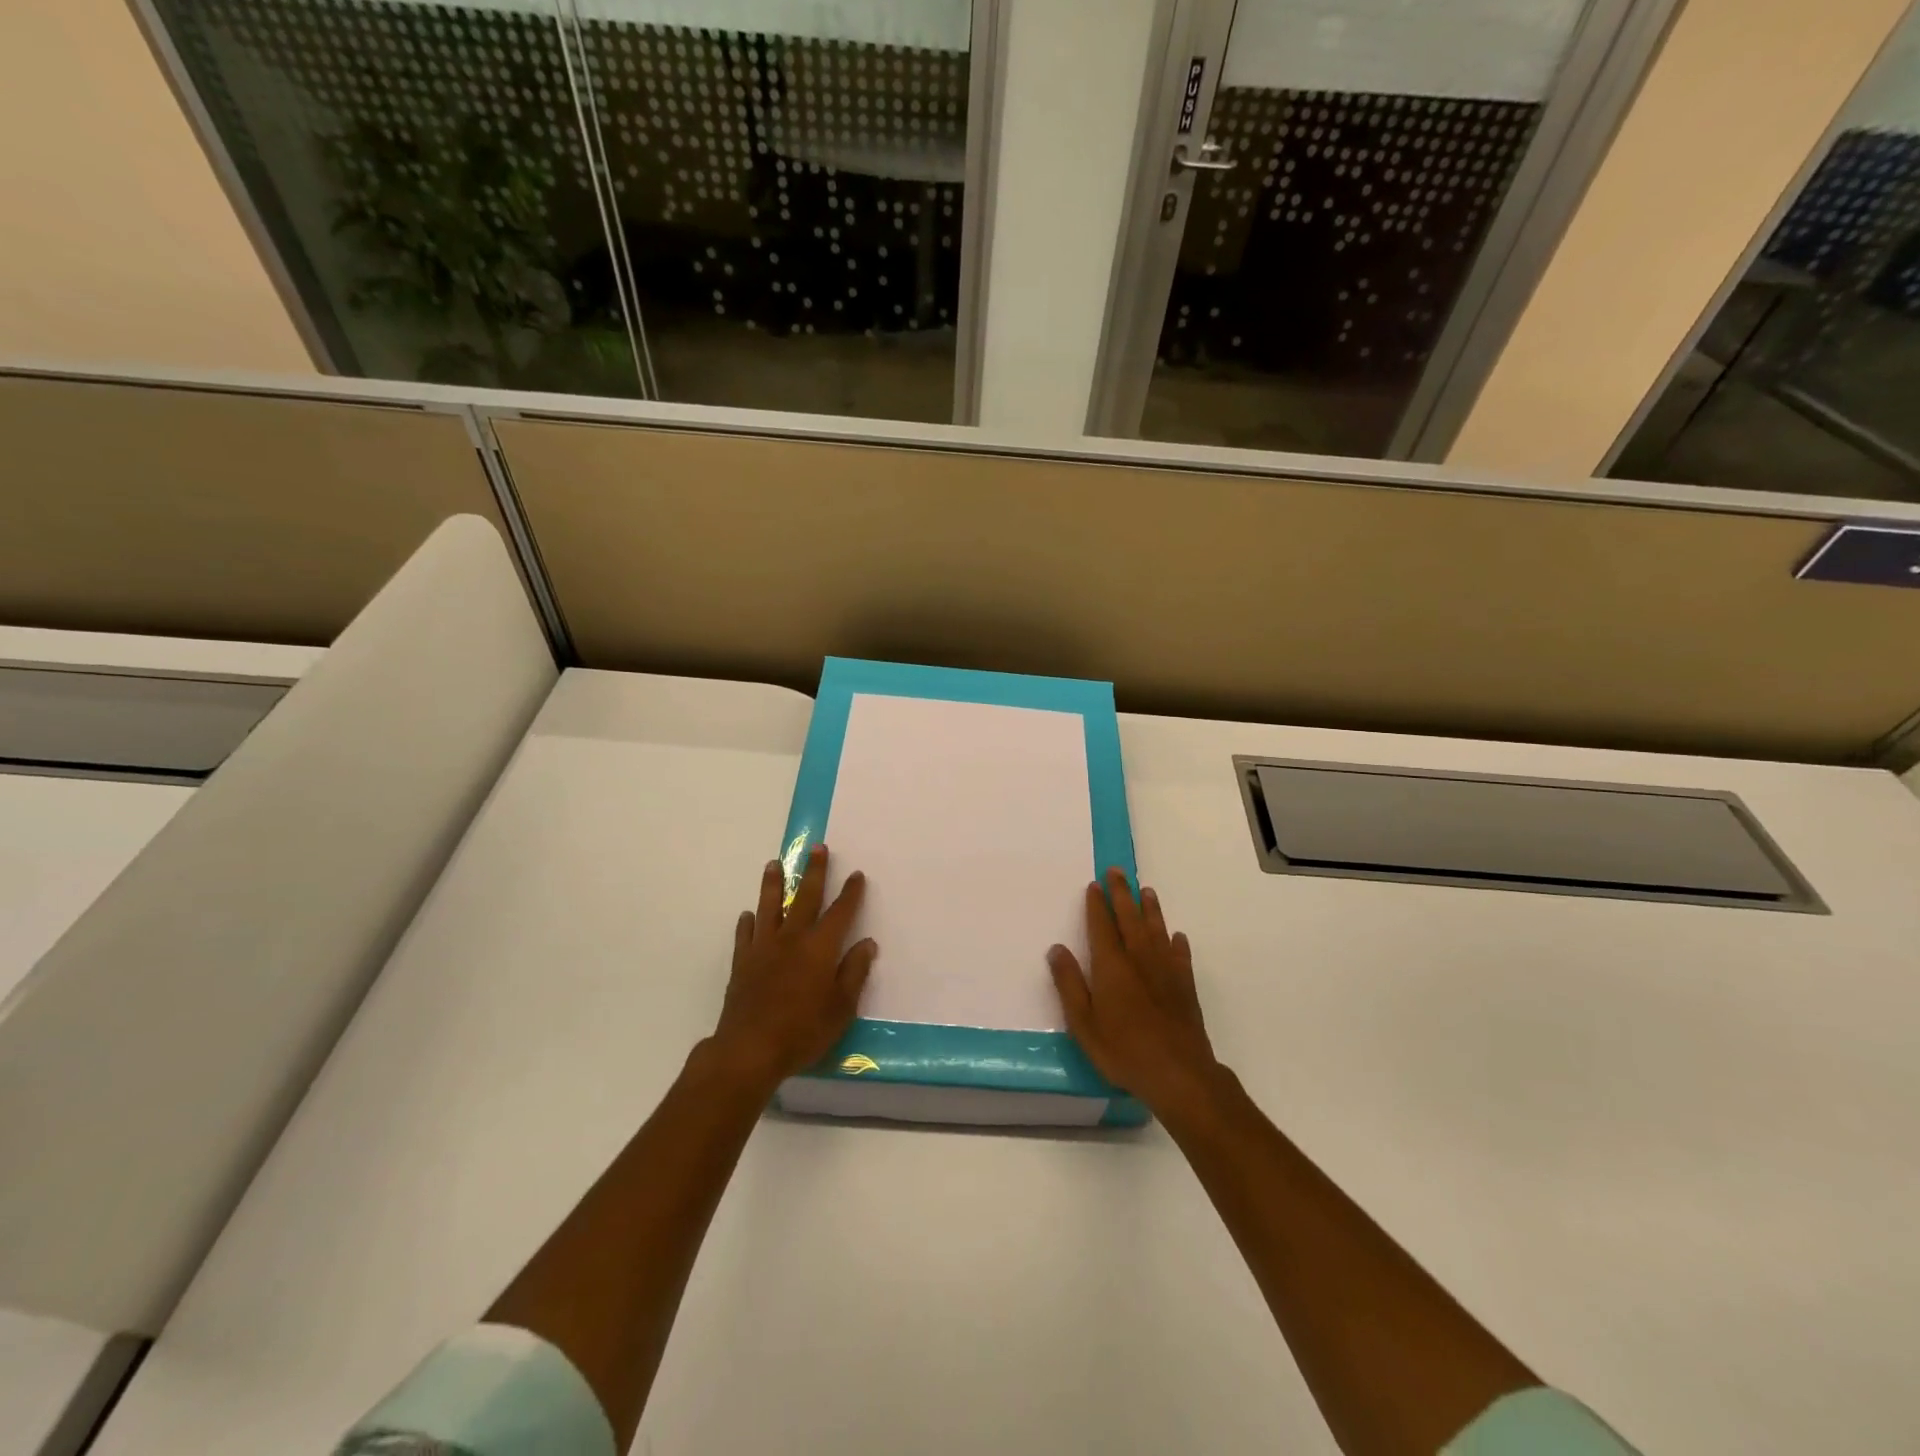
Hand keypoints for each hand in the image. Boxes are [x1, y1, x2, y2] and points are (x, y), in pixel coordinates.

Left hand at [709, 843, 875, 1093]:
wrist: (749, 1050)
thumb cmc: (803, 1031)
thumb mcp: (841, 1008)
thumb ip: (854, 973)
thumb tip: (867, 943)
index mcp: (820, 948)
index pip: (840, 912)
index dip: (850, 893)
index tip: (857, 874)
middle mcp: (792, 939)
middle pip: (805, 898)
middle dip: (814, 872)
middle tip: (817, 848)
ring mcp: (764, 948)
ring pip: (770, 907)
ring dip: (774, 884)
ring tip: (773, 864)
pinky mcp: (742, 963)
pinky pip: (745, 935)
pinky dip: (748, 923)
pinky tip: (748, 915)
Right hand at [1047, 867, 1219, 1115]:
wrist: (1179, 1074)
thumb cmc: (1123, 1050)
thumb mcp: (1084, 1023)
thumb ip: (1070, 984)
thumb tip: (1057, 948)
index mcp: (1111, 966)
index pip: (1102, 926)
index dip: (1097, 904)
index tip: (1094, 884)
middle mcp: (1139, 959)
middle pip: (1129, 919)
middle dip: (1122, 894)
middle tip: (1117, 872)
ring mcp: (1166, 971)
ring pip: (1156, 930)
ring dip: (1150, 909)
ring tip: (1147, 891)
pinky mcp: (1185, 987)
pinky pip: (1179, 956)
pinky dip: (1176, 943)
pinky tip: (1176, 937)